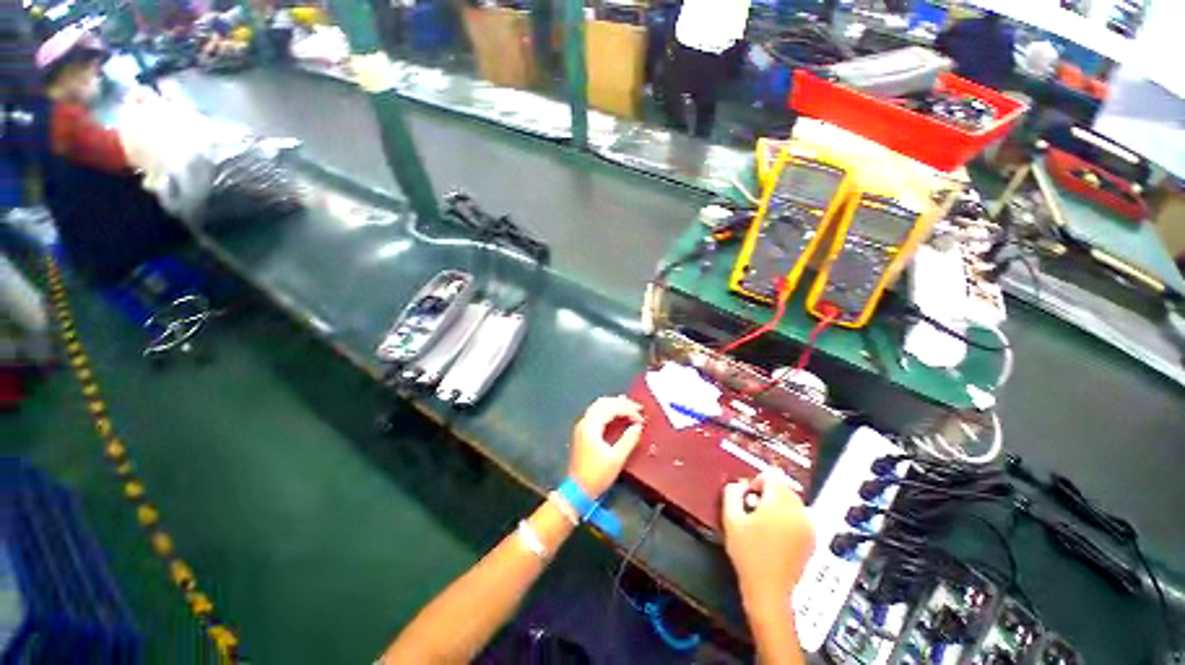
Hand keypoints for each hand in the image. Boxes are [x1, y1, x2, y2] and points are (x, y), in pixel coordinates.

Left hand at [568, 396, 645, 498]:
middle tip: (638, 407)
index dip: (628, 410)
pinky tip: (617, 413)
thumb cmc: (597, 475)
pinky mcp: (583, 432)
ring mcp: (583, 426)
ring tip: (630, 406)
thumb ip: (628, 440)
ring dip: (615, 404)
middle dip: (622, 403)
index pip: (611, 409)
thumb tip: (638, 426)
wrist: (577, 490)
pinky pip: (597, 413)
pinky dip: (608, 410)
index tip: (641, 418)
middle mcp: (585, 422)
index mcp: (591, 426)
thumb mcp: (616, 459)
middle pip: (604, 403)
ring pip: (599, 406)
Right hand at [723, 470, 814, 612]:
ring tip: (764, 521)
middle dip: (768, 492)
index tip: (749, 495)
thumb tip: (739, 484)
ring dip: (778, 503)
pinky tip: (776, 533)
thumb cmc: (747, 554)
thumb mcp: (730, 519)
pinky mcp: (812, 539)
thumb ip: (732, 493)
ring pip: (793, 500)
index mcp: (778, 504)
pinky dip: (789, 516)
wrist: (768, 590)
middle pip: (783, 486)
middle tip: (753, 509)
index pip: (772, 476)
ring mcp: (808, 526)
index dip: (757, 481)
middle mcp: (798, 512)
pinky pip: (800, 515)